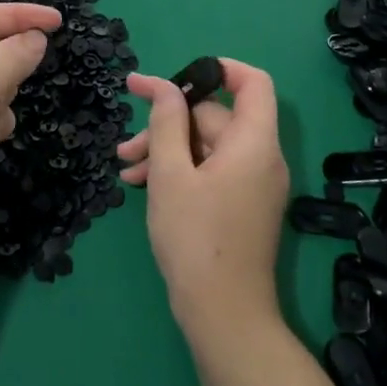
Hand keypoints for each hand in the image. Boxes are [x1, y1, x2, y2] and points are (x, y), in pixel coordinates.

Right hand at [119, 60, 289, 334]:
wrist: (224, 317)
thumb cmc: (195, 238)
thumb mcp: (171, 173)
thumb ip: (166, 122)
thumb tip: (163, 85)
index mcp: (254, 142)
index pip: (253, 82)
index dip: (219, 69)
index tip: (177, 76)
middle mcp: (261, 157)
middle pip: (215, 117)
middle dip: (168, 123)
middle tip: (128, 142)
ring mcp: (253, 184)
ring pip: (207, 145)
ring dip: (166, 150)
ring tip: (125, 167)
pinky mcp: (242, 205)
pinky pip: (211, 170)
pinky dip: (180, 171)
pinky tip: (140, 184)